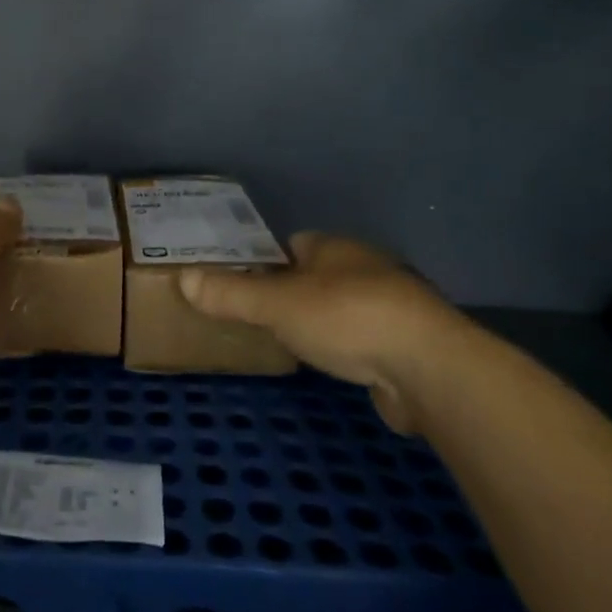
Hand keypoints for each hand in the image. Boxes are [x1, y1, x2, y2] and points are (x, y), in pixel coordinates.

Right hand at [177, 234, 471, 432]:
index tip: (245, 281)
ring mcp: (393, 306)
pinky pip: (366, 338)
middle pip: (319, 274)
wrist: (429, 367)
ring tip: (292, 342)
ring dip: (324, 321)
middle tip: (260, 315)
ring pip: (344, 306)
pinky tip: (335, 366)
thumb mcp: (277, 305)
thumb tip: (181, 278)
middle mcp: (366, 268)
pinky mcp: (409, 345)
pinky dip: (349, 348)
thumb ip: (231, 294)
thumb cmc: (347, 318)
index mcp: (335, 247)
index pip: (294, 243)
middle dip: (294, 291)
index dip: (268, 259)